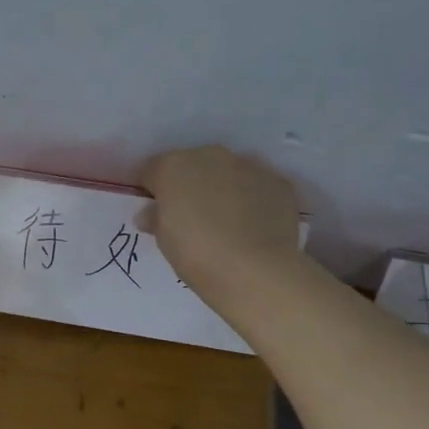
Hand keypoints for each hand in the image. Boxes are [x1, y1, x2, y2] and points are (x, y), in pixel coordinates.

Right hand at [138, 146, 302, 303]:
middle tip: (190, 217)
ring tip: (225, 221)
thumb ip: (155, 218)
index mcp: (172, 167)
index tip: (155, 210)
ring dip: (221, 188)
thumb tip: (151, 213)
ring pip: (226, 171)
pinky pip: (256, 185)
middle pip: (191, 165)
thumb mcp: (163, 241)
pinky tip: (252, 225)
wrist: (257, 271)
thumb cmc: (196, 255)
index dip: (151, 190)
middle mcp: (210, 156)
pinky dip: (252, 198)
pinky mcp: (278, 181)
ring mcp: (248, 165)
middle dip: (188, 185)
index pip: (151, 170)